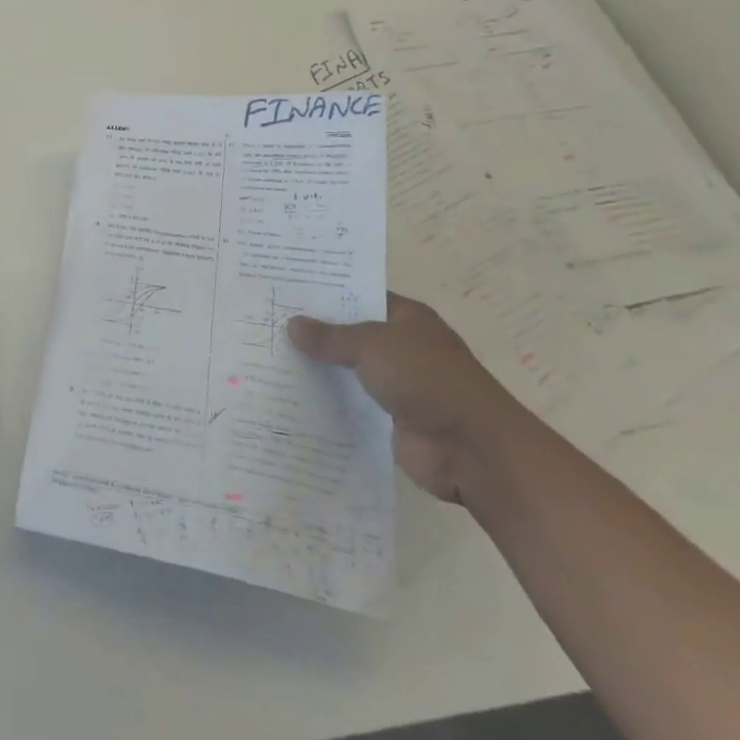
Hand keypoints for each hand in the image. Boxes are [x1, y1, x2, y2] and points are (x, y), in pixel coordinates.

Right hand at [289, 293, 531, 503]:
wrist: (472, 449)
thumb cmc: (427, 379)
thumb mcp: (372, 345)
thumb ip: (331, 336)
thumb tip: (292, 325)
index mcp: (408, 318)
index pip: (360, 295)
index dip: (326, 293)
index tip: (285, 290)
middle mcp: (403, 347)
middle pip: (351, 334)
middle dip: (315, 332)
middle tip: (266, 321)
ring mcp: (398, 385)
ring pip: (348, 371)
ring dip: (319, 370)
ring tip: (268, 357)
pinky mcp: (390, 420)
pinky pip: (351, 405)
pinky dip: (328, 402)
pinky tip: (290, 396)